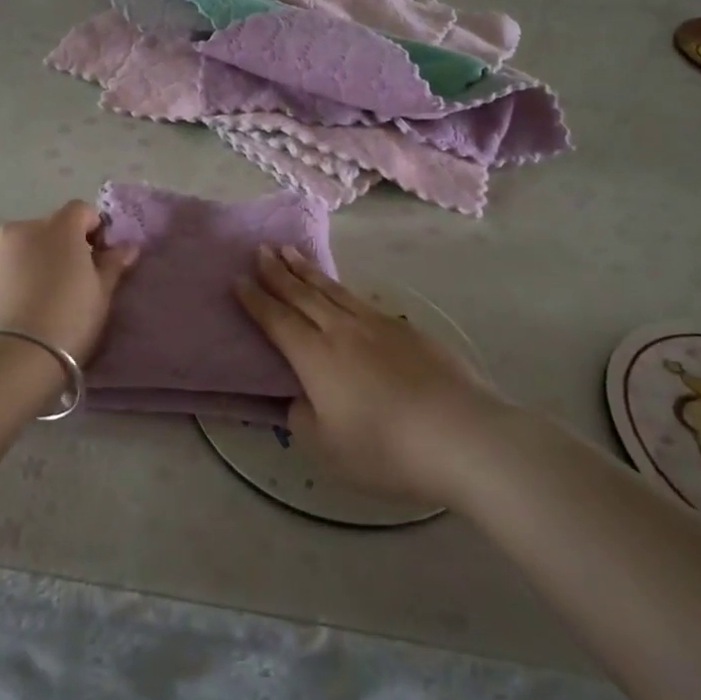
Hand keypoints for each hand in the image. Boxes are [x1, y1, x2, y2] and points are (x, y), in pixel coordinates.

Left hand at [0, 201, 138, 364]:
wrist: (8, 359)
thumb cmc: (67, 321)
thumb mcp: (101, 295)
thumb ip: (113, 264)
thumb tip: (127, 246)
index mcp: (59, 227)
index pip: (83, 210)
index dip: (95, 230)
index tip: (100, 259)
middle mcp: (23, 228)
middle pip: (52, 227)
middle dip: (65, 246)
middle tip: (74, 282)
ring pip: (26, 247)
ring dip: (39, 261)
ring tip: (45, 298)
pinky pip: (6, 267)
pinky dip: (17, 277)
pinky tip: (22, 308)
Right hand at [236, 246, 506, 504]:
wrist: (462, 435)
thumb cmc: (387, 449)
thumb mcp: (328, 448)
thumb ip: (303, 419)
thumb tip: (299, 398)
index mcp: (316, 357)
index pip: (277, 320)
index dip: (256, 300)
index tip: (238, 279)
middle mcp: (342, 330)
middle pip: (303, 294)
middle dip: (278, 272)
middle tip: (261, 250)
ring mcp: (378, 325)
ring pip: (333, 290)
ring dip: (308, 270)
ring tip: (292, 252)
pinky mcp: (408, 330)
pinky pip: (362, 300)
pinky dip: (342, 289)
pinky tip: (342, 290)